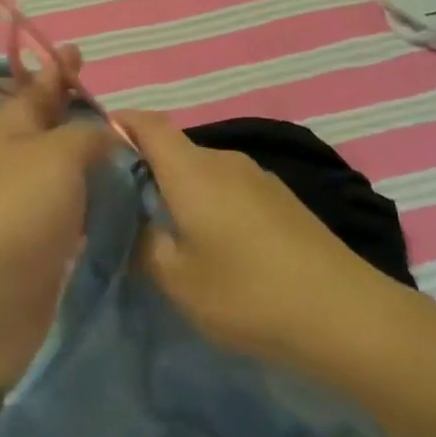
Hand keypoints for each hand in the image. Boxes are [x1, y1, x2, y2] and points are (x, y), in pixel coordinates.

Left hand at [0, 46, 115, 389]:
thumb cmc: (18, 211)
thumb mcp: (58, 153)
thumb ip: (89, 134)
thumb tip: (110, 132)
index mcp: (10, 130)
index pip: (38, 87)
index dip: (59, 69)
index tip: (79, 51)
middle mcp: (18, 162)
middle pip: (54, 127)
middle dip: (83, 112)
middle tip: (126, 104)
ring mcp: (30, 206)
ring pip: (69, 170)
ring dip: (96, 158)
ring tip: (136, 146)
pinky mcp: (45, 245)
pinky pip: (77, 210)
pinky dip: (98, 200)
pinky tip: (126, 197)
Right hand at [120, 111, 390, 370]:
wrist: (343, 313)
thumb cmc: (247, 293)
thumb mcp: (177, 280)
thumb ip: (142, 244)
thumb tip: (131, 223)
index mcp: (192, 169)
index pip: (146, 123)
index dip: (117, 124)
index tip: (92, 146)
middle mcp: (224, 160)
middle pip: (173, 148)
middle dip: (144, 169)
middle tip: (121, 208)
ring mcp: (257, 176)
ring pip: (202, 170)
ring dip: (178, 190)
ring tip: (164, 232)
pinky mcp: (281, 198)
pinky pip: (228, 187)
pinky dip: (208, 202)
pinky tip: (212, 244)